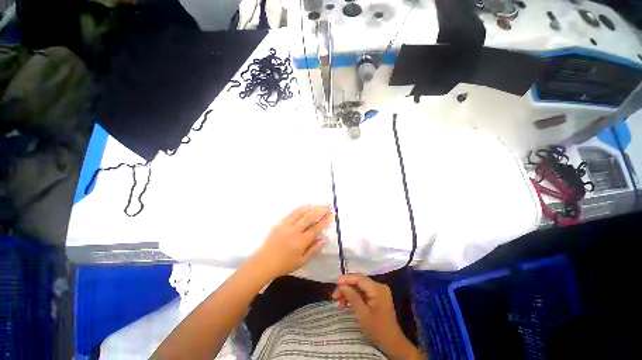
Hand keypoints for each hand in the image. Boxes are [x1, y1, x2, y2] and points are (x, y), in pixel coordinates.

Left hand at [253, 205, 331, 278]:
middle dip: (321, 210)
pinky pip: (293, 212)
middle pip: (309, 217)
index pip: (316, 228)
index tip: (331, 215)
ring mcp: (286, 225)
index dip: (325, 221)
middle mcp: (294, 231)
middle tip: (328, 206)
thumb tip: (325, 239)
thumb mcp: (302, 261)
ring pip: (301, 212)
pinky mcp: (280, 222)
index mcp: (300, 242)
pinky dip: (302, 208)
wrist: (264, 262)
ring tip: (320, 205)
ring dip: (312, 207)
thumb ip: (314, 249)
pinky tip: (307, 206)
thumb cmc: (285, 264)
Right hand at [332, 274, 422, 359]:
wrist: (392, 343)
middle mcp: (378, 286)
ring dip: (348, 294)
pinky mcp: (376, 297)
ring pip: (359, 288)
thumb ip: (352, 297)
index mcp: (377, 288)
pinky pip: (362, 293)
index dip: (346, 279)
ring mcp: (378, 292)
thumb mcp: (362, 314)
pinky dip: (354, 298)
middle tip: (334, 296)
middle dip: (346, 288)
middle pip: (358, 282)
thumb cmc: (377, 329)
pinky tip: (345, 305)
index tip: (335, 283)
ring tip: (337, 303)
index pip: (359, 278)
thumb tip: (342, 285)